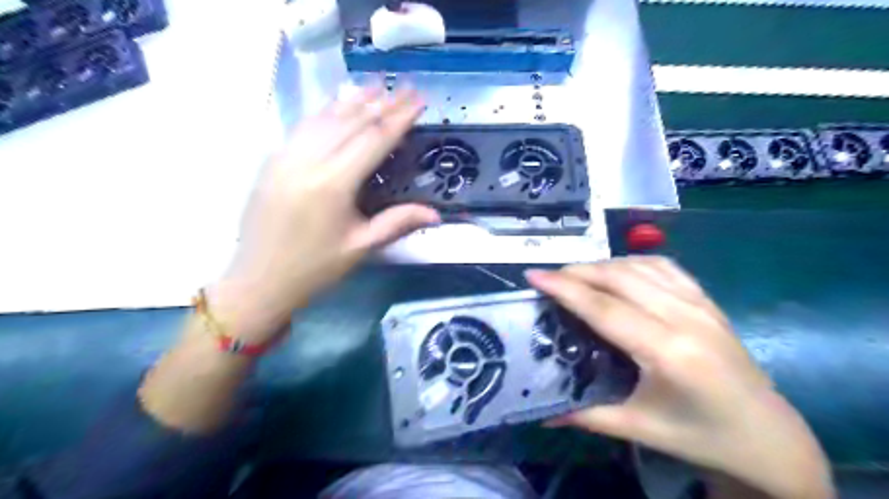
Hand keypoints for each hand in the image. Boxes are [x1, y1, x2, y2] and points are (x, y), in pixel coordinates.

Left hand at [212, 88, 440, 342]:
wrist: (258, 280)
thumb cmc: (314, 268)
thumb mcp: (361, 247)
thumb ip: (398, 222)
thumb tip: (436, 214)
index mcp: (333, 184)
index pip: (374, 139)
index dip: (399, 117)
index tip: (418, 100)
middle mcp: (308, 161)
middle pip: (351, 122)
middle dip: (382, 103)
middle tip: (405, 88)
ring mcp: (285, 156)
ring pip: (325, 118)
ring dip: (354, 100)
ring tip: (377, 85)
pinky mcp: (272, 160)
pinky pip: (303, 126)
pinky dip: (326, 111)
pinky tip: (338, 104)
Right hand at [526, 258, 833, 498]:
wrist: (769, 438)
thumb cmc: (702, 437)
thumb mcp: (639, 428)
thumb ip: (585, 415)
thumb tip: (539, 413)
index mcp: (667, 352)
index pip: (604, 308)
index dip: (565, 288)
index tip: (533, 275)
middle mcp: (684, 317)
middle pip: (618, 277)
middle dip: (577, 271)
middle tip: (548, 278)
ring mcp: (700, 304)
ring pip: (639, 265)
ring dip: (602, 265)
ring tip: (575, 275)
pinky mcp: (707, 301)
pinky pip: (664, 266)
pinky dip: (632, 262)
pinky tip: (618, 272)